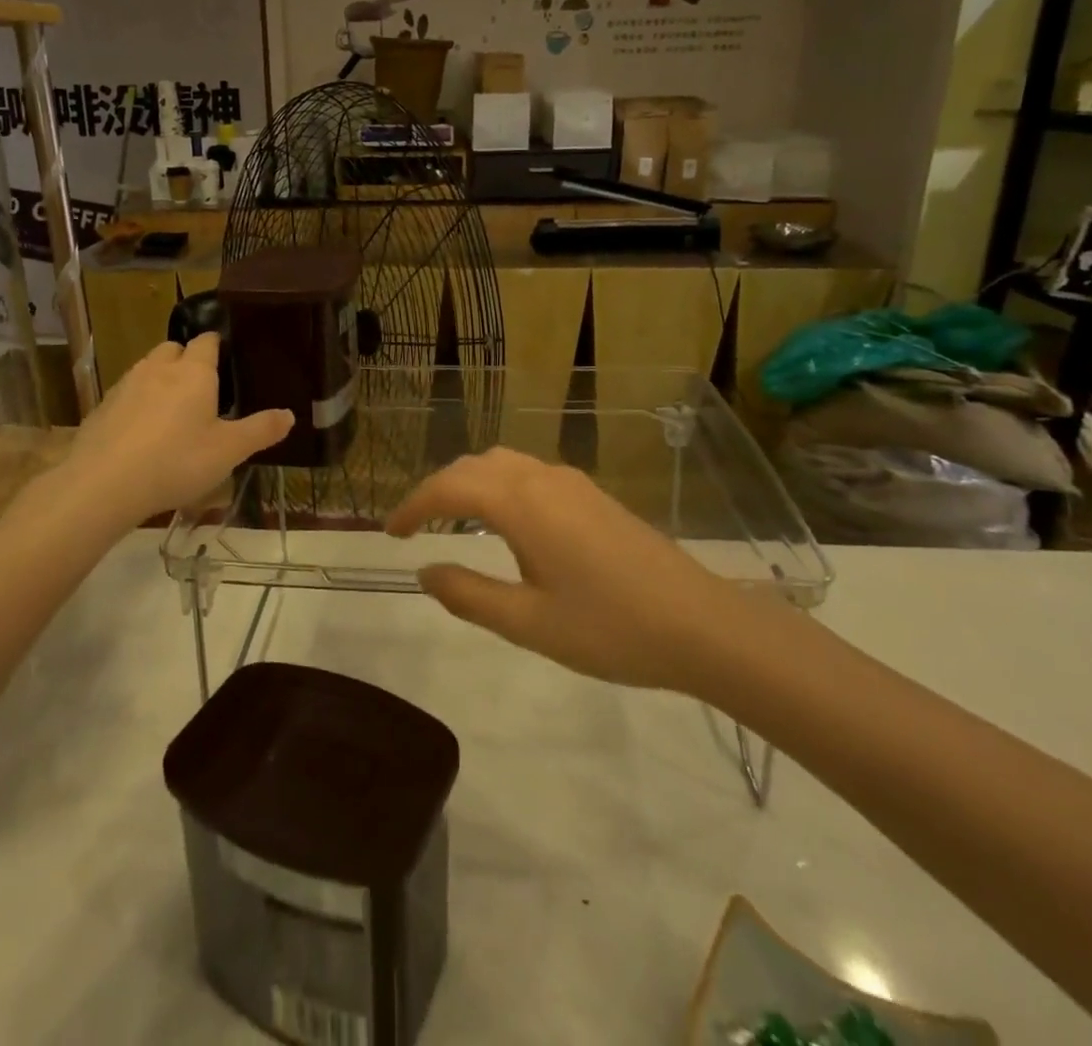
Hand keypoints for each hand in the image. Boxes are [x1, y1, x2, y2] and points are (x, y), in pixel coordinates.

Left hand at [64, 335, 291, 521]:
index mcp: (194, 372)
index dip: (218, 345)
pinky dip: (137, 404)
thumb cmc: (176, 461)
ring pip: (147, 369)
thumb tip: (290, 414)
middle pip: (173, 349)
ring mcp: (126, 386)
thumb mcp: (229, 451)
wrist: (103, 484)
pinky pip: (126, 395)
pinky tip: (142, 432)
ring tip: (173, 410)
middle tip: (202, 387)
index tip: (228, 357)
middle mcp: (158, 369)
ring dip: (160, 380)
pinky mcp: (102, 408)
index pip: (207, 341)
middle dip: (187, 359)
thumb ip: (261, 430)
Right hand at [386, 449, 732, 691]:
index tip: (390, 534)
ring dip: (469, 482)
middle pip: (474, 466)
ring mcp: (572, 483)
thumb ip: (469, 595)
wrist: (701, 624)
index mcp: (521, 503)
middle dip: (437, 490)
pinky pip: (528, 473)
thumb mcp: (529, 623)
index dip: (413, 505)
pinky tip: (505, 520)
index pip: (449, 487)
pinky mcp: (593, 495)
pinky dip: (498, 485)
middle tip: (415, 526)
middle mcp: (542, 478)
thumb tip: (425, 571)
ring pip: (503, 464)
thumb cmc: (610, 628)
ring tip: (452, 518)